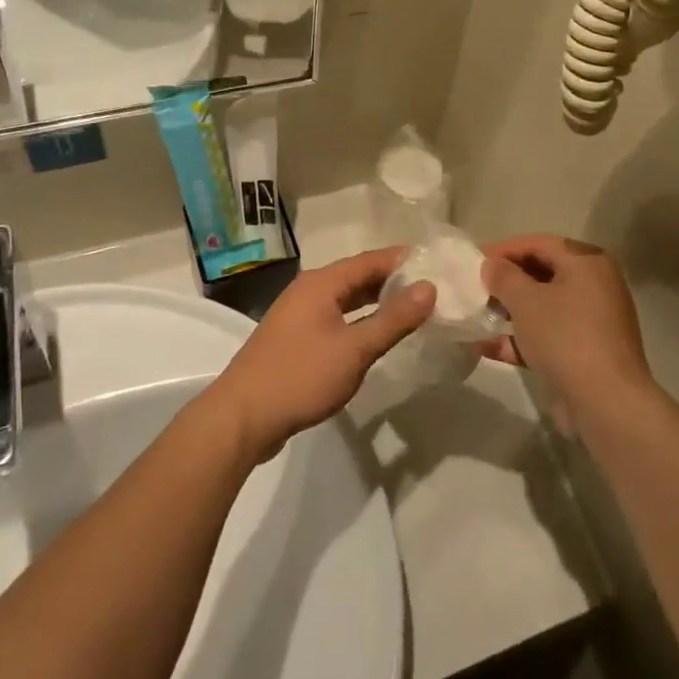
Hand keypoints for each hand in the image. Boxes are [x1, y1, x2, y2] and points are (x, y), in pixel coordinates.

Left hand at [205, 249, 435, 460]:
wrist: (242, 418)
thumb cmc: (300, 377)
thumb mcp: (355, 350)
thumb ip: (393, 319)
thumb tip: (429, 288)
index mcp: (322, 283)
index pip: (370, 260)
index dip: (403, 260)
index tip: (436, 263)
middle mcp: (309, 291)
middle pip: (357, 277)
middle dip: (392, 281)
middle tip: (431, 288)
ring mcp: (299, 315)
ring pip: (346, 299)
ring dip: (376, 302)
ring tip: (412, 309)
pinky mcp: (295, 339)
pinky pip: (336, 318)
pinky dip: (359, 320)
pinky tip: (375, 335)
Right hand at [480, 236, 654, 422]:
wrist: (606, 402)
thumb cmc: (565, 336)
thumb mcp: (526, 301)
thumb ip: (503, 277)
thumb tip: (491, 265)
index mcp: (587, 262)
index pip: (540, 243)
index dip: (504, 250)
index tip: (474, 261)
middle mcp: (595, 285)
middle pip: (543, 274)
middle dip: (506, 282)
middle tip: (475, 289)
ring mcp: (592, 321)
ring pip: (544, 307)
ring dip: (511, 311)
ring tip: (477, 317)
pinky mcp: (586, 352)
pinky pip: (549, 335)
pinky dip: (522, 339)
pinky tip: (488, 347)